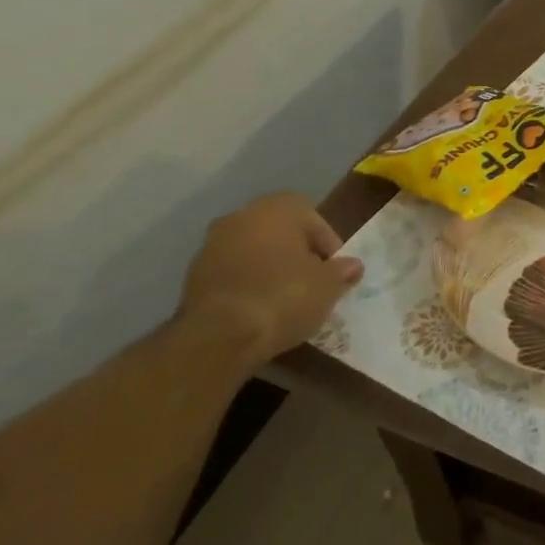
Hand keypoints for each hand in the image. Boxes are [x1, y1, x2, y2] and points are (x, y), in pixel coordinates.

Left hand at [177, 193, 363, 371]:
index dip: (328, 246)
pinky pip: (232, 273)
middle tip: (312, 282)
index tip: (334, 272)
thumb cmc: (284, 296)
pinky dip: (247, 284)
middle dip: (297, 254)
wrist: (219, 336)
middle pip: (280, 232)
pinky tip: (259, 309)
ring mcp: (212, 245)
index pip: (314, 219)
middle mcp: (241, 216)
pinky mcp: (192, 275)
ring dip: (269, 269)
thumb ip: (342, 271)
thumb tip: (352, 266)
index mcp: (278, 208)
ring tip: (285, 300)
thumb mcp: (328, 286)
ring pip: (253, 252)